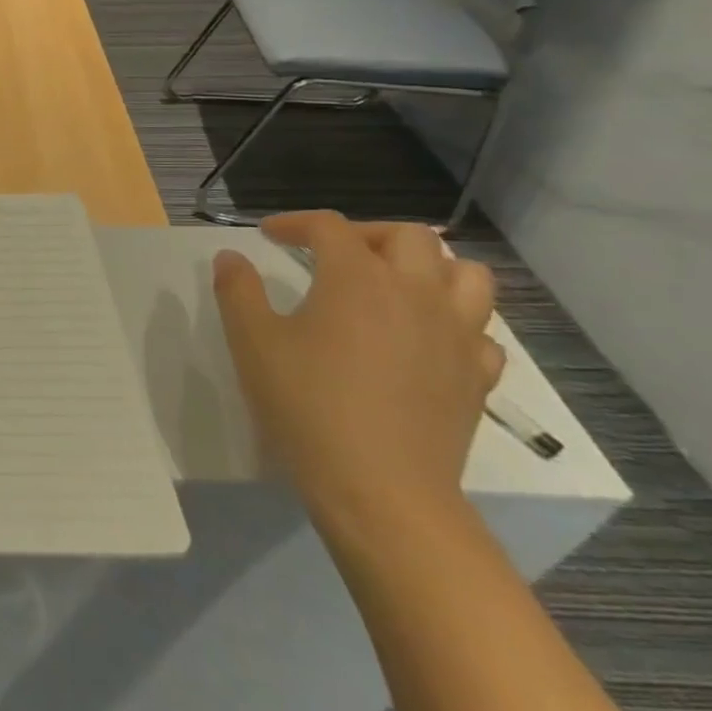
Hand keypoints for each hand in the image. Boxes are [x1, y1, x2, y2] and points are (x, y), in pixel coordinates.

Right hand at [212, 212, 503, 540]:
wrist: (379, 487)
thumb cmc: (307, 404)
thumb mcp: (251, 342)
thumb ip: (237, 290)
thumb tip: (230, 256)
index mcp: (358, 278)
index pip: (329, 226)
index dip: (294, 222)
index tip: (268, 235)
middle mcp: (416, 293)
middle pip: (408, 236)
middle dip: (366, 235)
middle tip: (332, 255)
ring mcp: (457, 334)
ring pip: (467, 274)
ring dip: (430, 268)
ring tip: (394, 284)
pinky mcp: (477, 376)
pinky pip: (480, 331)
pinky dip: (455, 321)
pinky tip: (425, 339)